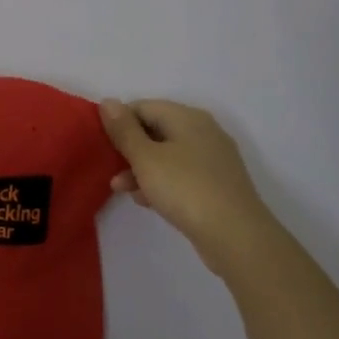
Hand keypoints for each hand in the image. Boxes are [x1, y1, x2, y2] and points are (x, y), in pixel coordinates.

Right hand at [100, 98, 279, 276]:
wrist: (237, 237)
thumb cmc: (185, 189)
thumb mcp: (146, 158)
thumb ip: (124, 130)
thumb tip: (108, 101)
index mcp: (187, 117)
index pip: (143, 106)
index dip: (119, 122)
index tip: (102, 144)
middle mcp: (203, 131)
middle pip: (156, 130)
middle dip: (129, 149)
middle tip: (110, 169)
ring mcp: (213, 158)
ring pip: (167, 155)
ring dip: (142, 169)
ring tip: (122, 190)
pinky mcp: (217, 184)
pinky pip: (181, 174)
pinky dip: (162, 182)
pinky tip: (147, 201)